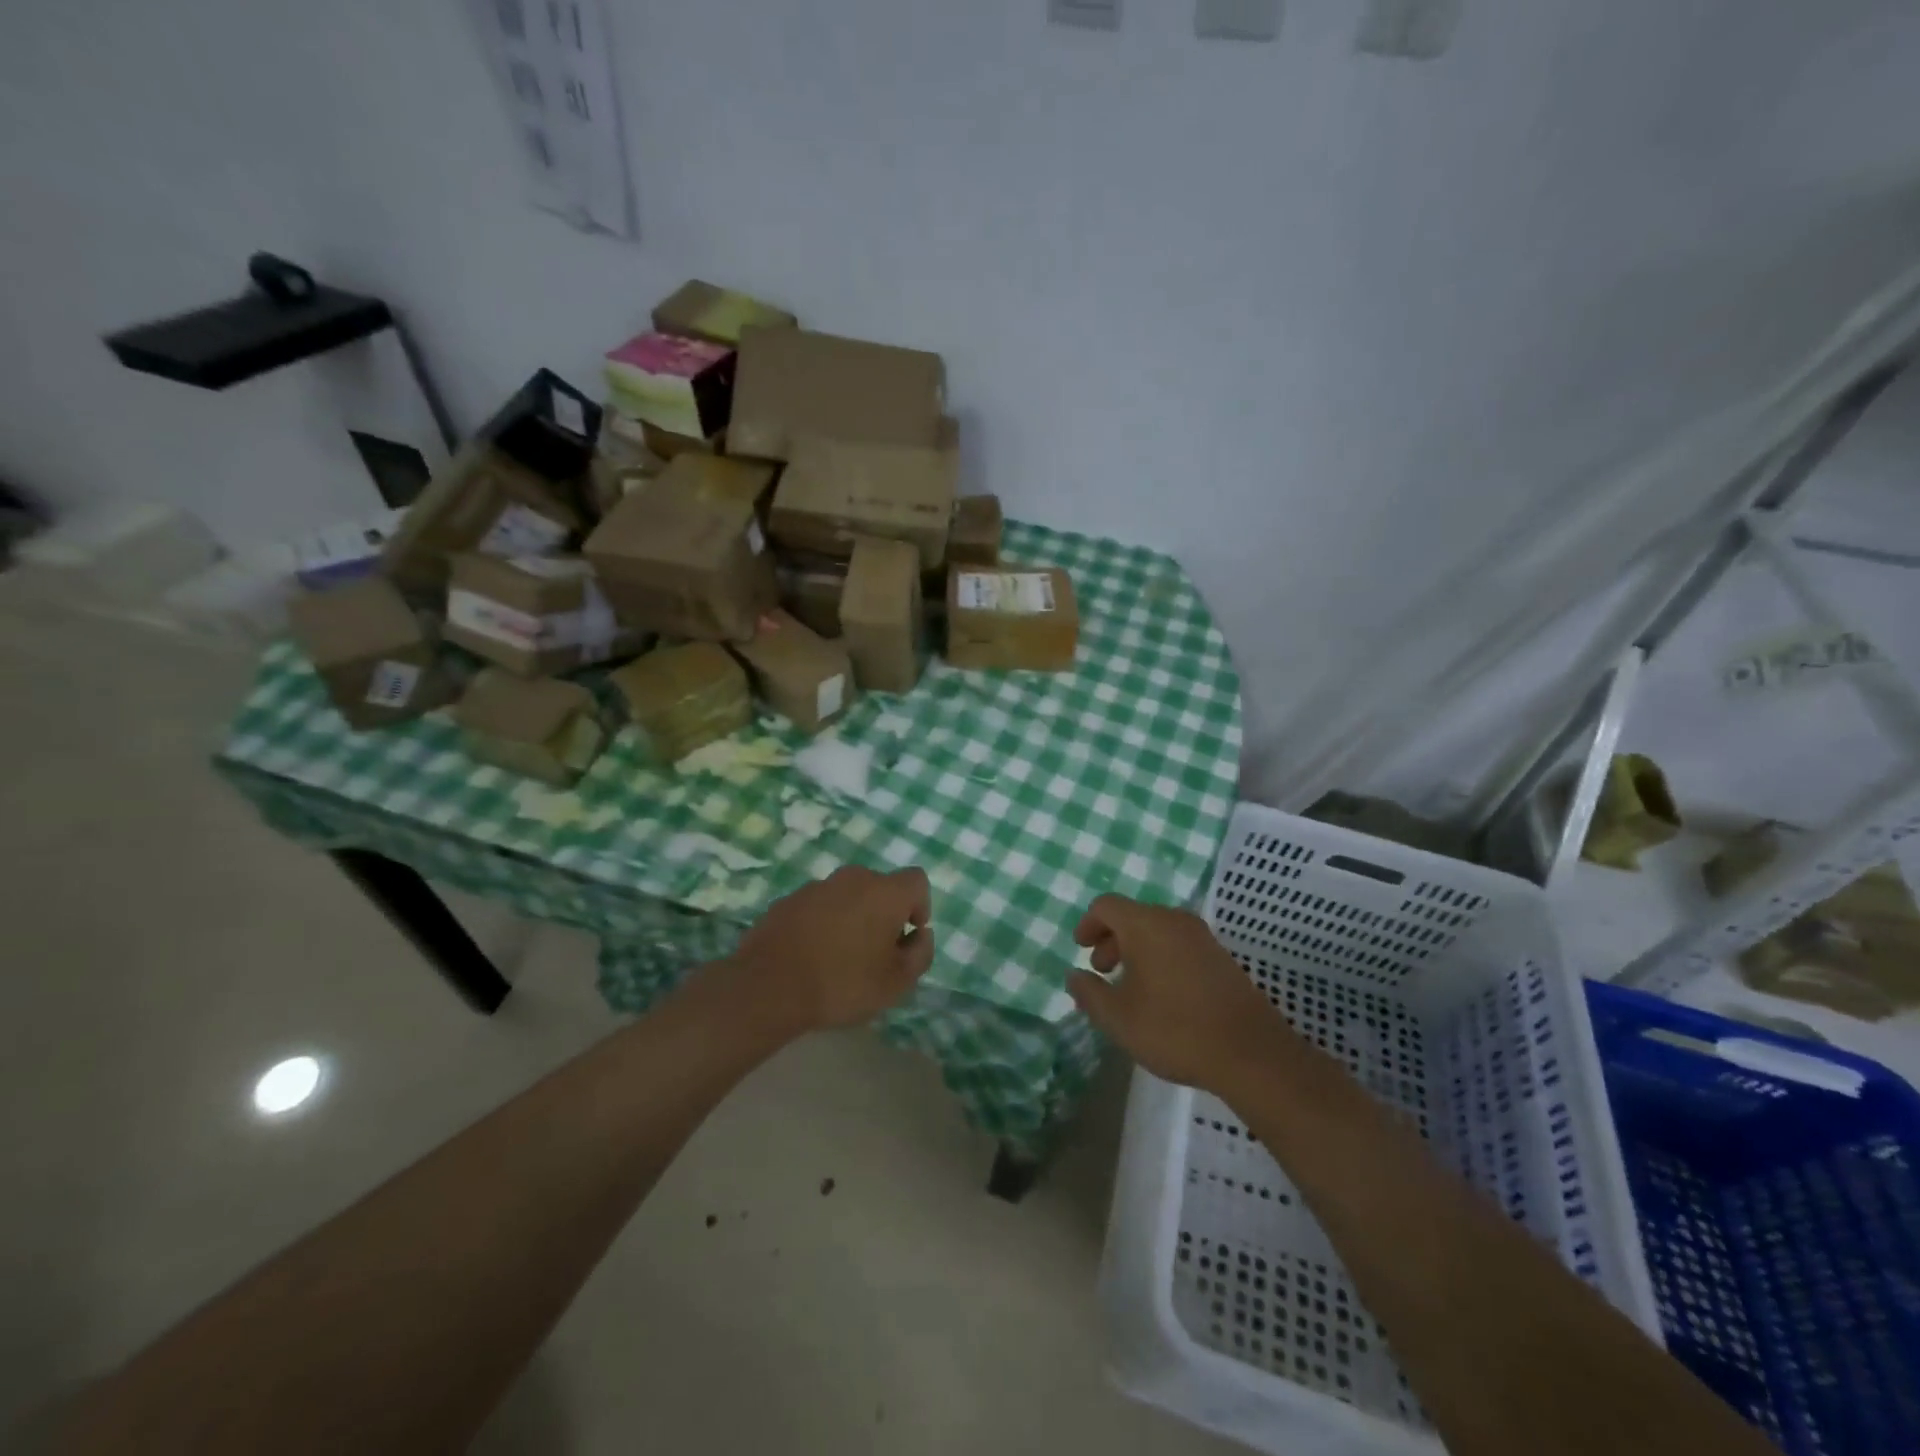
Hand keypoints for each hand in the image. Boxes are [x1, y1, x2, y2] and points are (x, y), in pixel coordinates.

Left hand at [727, 865, 934, 1034]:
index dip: (919, 906)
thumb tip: (922, 935)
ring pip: (847, 896)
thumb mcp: (896, 982)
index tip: (907, 937)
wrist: (769, 986)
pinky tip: (812, 955)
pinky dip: (823, 923)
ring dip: (852, 917)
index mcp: (885, 891)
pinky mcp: (788, 900)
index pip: (917, 881)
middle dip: (884, 914)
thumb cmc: (843, 983)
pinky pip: (818, 907)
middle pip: (880, 887)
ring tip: (841, 957)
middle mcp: (853, 878)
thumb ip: (920, 954)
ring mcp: (817, 886)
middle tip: (876, 952)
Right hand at [1068, 894, 1300, 1094]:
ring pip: (1158, 930)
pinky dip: (1161, 958)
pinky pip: (1180, 945)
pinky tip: (1162, 994)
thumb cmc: (1174, 1030)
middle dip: (1111, 940)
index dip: (1088, 924)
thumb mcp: (1118, 1018)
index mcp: (1146, 924)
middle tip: (1102, 971)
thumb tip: (1074, 975)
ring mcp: (1203, 937)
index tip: (1080, 949)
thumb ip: (1089, 992)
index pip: (1106, 906)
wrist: (1251, 1054)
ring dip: (1136, 950)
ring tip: (1130, 986)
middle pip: (1133, 916)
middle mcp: (1175, 920)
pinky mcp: (1222, 958)